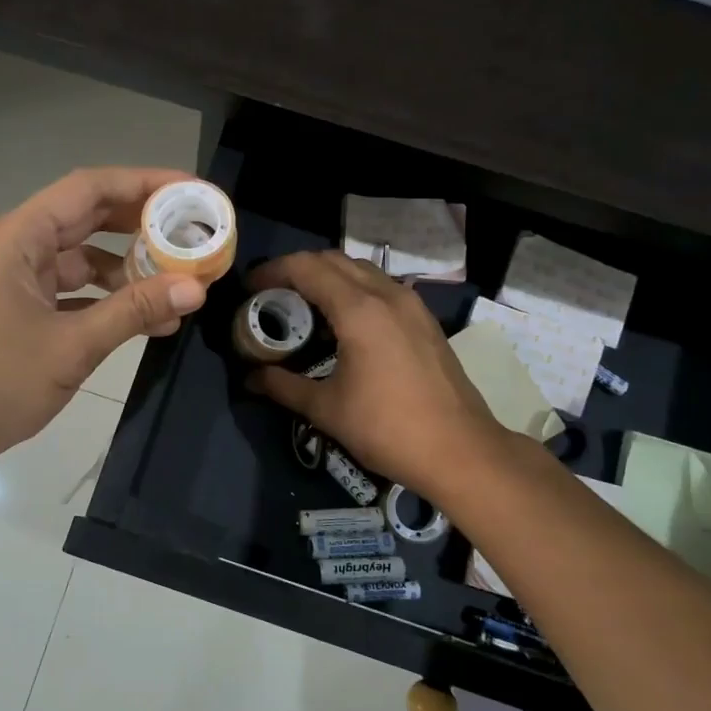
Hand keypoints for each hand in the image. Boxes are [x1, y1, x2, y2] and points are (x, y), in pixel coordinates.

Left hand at [0, 168, 210, 473]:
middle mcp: (17, 247)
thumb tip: (196, 288)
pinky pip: (73, 291)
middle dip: (142, 225)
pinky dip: (108, 300)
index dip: (142, 183)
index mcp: (19, 238)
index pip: (89, 189)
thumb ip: (134, 311)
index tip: (190, 191)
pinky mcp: (20, 308)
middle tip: (194, 232)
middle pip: (88, 218)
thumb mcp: (72, 346)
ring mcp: (17, 279)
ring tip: (180, 282)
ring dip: (129, 270)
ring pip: (83, 258)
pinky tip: (149, 319)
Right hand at [243, 251, 505, 500]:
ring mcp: (412, 304)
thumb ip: (283, 386)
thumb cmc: (387, 428)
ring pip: (361, 271)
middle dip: (298, 270)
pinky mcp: (425, 320)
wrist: (460, 451)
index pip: (306, 267)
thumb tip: (250, 379)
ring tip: (305, 308)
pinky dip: (354, 291)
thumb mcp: (326, 409)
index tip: (250, 288)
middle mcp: (387, 295)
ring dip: (328, 278)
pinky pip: (381, 287)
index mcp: (359, 310)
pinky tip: (343, 325)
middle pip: (333, 260)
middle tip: (272, 296)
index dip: (272, 270)